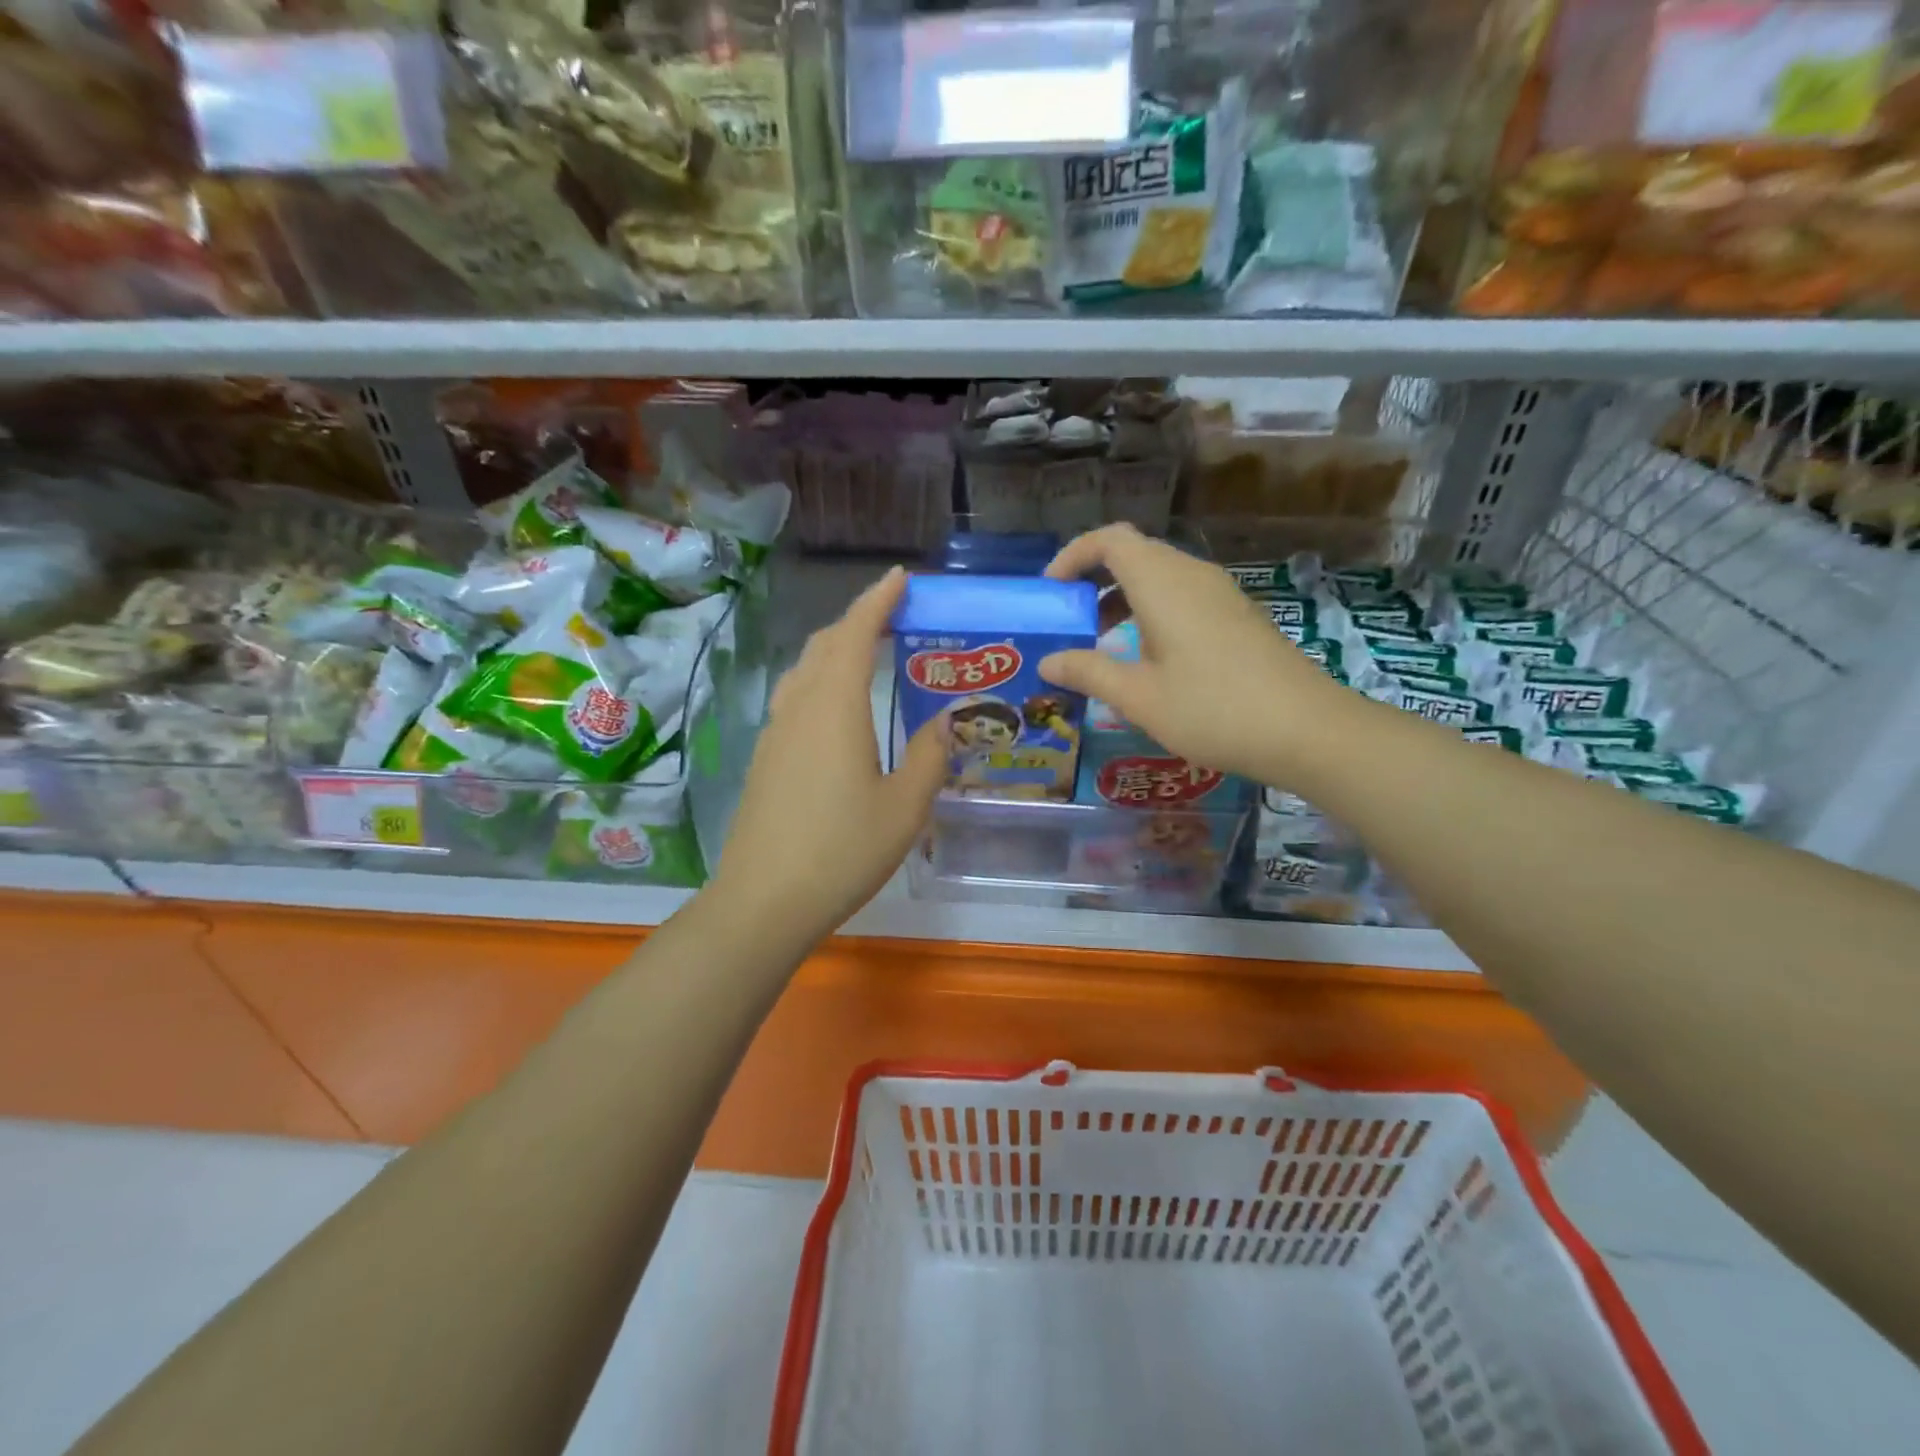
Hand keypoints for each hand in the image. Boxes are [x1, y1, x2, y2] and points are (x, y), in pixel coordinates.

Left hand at [712, 566, 945, 940]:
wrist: (763, 901)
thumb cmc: (842, 850)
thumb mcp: (905, 807)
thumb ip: (929, 756)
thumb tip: (944, 721)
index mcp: (835, 707)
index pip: (855, 634)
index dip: (877, 601)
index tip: (900, 578)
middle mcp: (800, 708)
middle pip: (824, 645)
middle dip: (857, 621)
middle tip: (894, 617)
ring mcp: (775, 733)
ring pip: (804, 671)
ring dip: (835, 650)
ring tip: (869, 654)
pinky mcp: (765, 759)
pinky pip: (795, 699)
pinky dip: (820, 681)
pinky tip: (838, 709)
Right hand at [1038, 524, 1353, 784]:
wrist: (1305, 729)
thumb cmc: (1212, 709)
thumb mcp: (1139, 697)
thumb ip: (1089, 672)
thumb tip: (1047, 661)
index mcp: (1162, 583)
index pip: (1109, 540)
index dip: (1074, 555)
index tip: (1051, 590)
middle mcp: (1191, 575)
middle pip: (1134, 554)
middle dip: (1093, 579)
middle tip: (1069, 620)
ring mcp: (1219, 594)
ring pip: (1159, 576)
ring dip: (1122, 598)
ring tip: (1100, 642)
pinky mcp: (1237, 615)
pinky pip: (1182, 596)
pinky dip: (1151, 611)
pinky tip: (1147, 657)